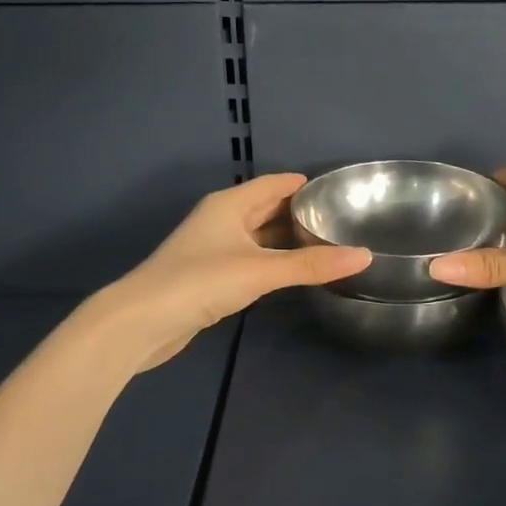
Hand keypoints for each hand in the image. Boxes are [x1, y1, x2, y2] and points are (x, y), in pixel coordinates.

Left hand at [91, 173, 370, 370]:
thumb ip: (311, 265)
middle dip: (300, 212)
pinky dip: (274, 261)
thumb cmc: (200, 281)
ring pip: (259, 236)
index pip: (274, 184)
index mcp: (229, 204)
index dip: (304, 184)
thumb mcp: (260, 270)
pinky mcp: (211, 276)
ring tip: (326, 243)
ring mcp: (214, 249)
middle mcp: (221, 220)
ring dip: (287, 239)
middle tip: (341, 219)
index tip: (339, 190)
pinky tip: (294, 271)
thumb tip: (364, 255)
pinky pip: (252, 259)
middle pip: (267, 208)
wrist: (141, 322)